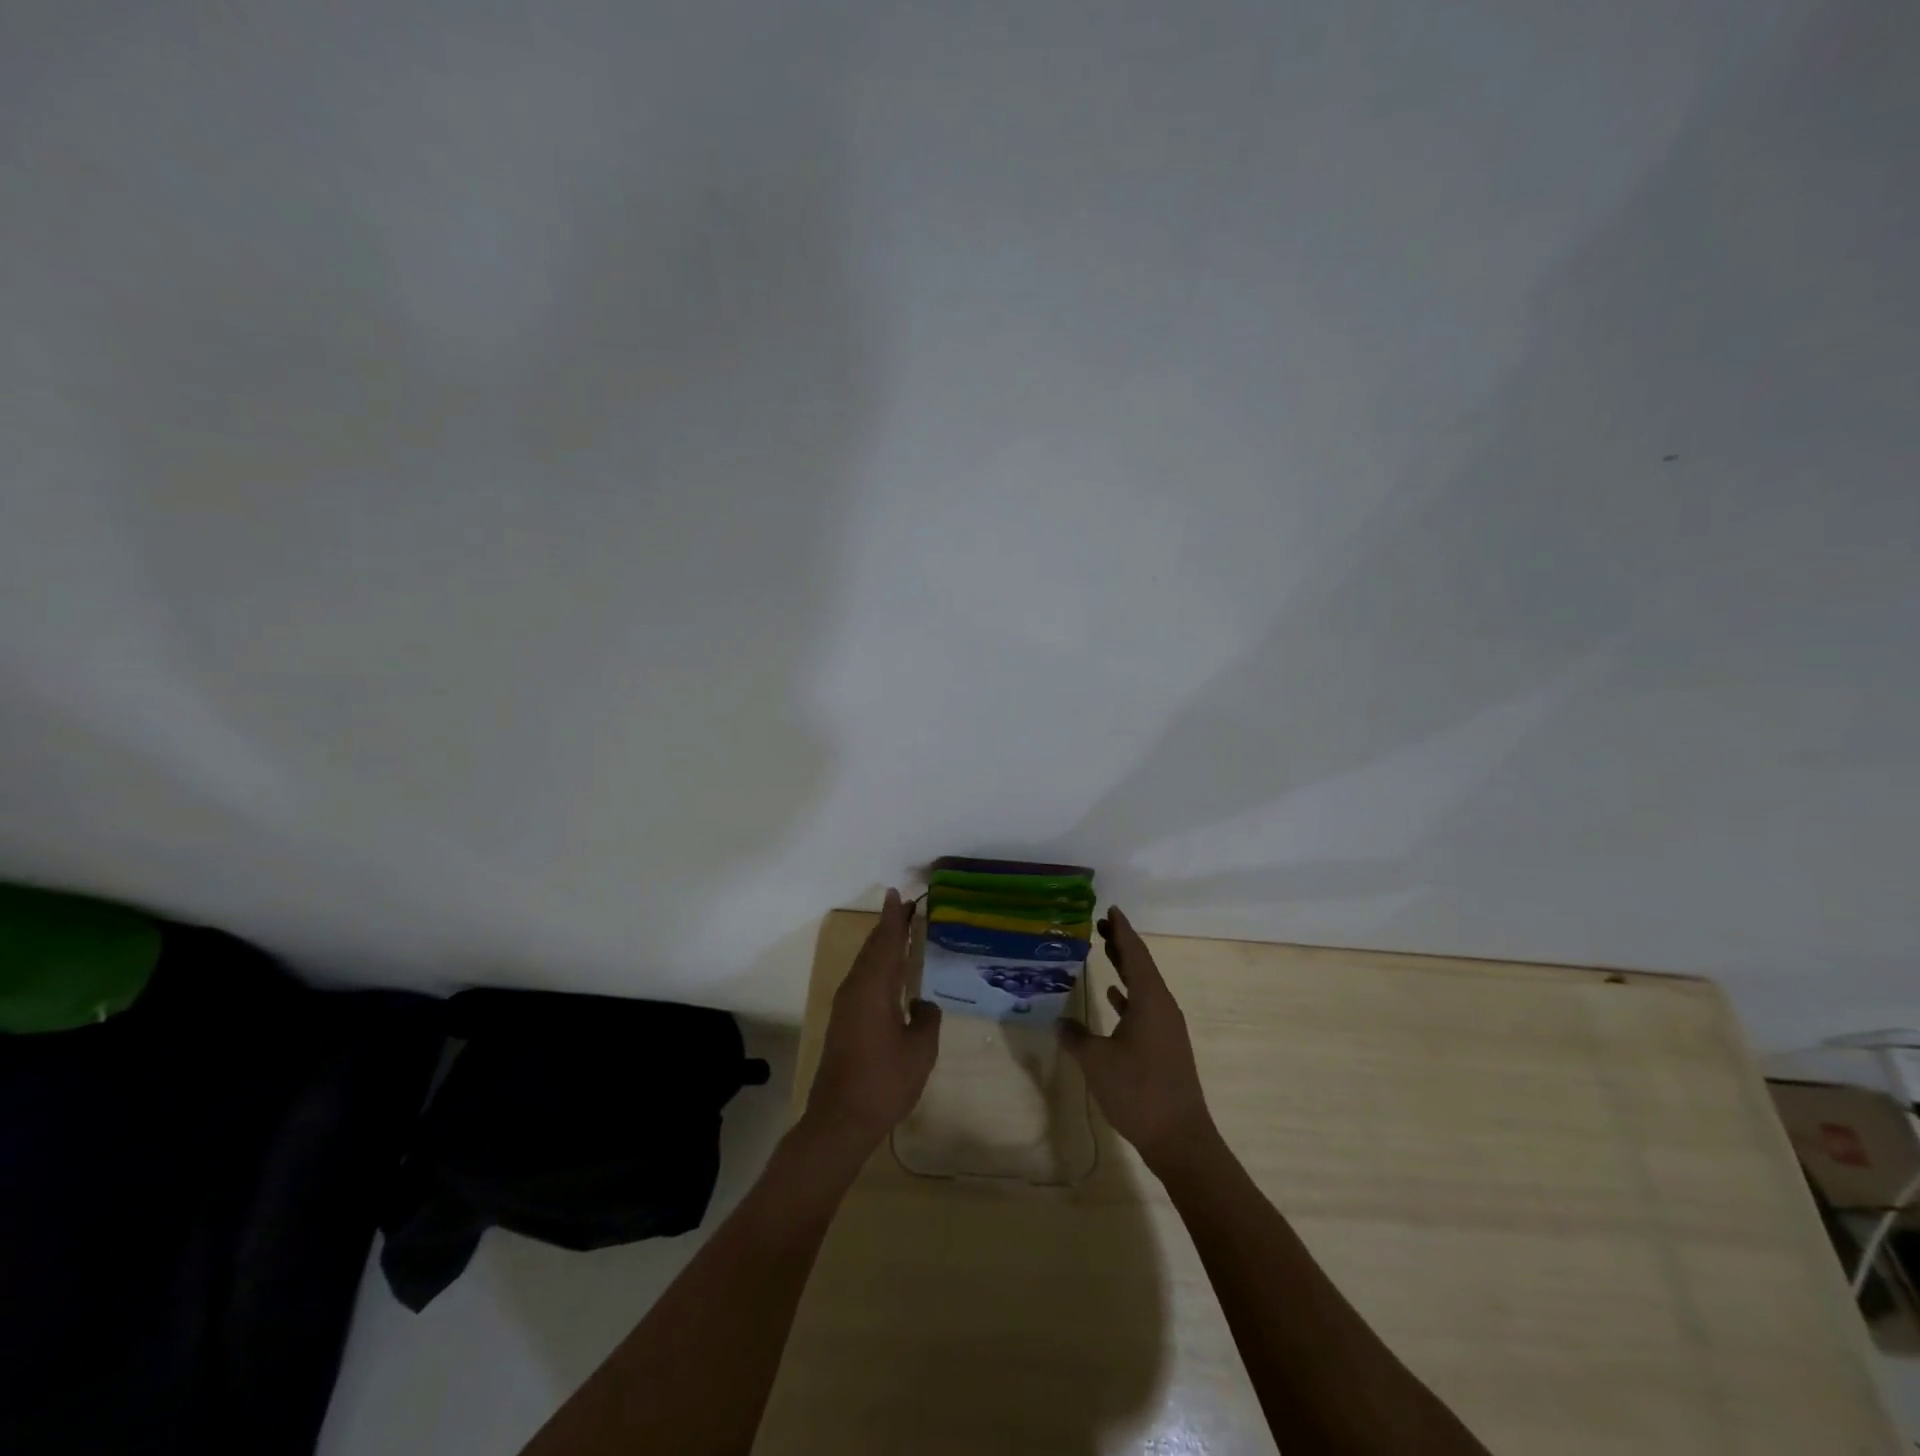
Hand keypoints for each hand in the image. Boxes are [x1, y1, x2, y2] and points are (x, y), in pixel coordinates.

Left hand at [804, 889, 941, 1159]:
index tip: (898, 894)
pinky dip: (876, 965)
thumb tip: (922, 1003)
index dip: (893, 917)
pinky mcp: (843, 1022)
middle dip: (888, 926)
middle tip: (904, 906)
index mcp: (874, 988)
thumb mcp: (920, 1051)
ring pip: (865, 963)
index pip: (887, 942)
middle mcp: (856, 989)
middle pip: (873, 948)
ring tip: (899, 931)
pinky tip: (889, 973)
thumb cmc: (884, 1082)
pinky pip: (862, 979)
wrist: (840, 1120)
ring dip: (881, 945)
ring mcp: (846, 1006)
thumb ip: (927, 1019)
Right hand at [1060, 906, 1214, 1172]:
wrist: (1179, 1138)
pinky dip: (1128, 995)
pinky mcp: (1165, 1045)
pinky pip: (1145, 1006)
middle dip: (1122, 943)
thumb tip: (1059, 1021)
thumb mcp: (1097, 1062)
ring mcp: (1166, 1027)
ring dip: (1125, 967)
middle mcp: (1162, 1006)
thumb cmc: (1138, 1092)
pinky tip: (1113, 995)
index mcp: (1150, 1000)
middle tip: (1100, 924)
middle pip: (1142, 965)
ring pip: (1144, 985)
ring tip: (1103, 949)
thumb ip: (1076, 1037)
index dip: (1122, 930)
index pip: (1135, 954)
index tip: (1111, 909)